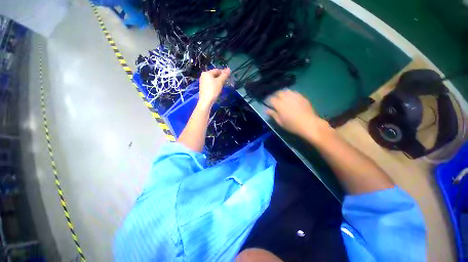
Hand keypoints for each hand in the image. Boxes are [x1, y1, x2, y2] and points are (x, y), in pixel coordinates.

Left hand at [198, 68, 230, 107]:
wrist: (206, 101)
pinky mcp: (203, 88)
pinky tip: (217, 90)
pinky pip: (210, 84)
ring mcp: (202, 82)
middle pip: (214, 75)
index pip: (217, 70)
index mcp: (207, 73)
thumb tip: (229, 69)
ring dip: (218, 82)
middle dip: (220, 78)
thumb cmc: (213, 90)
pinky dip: (214, 85)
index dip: (223, 73)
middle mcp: (203, 76)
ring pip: (212, 80)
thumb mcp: (220, 82)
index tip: (228, 77)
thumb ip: (224, 75)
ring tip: (222, 86)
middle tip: (226, 82)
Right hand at [266, 89, 327, 136]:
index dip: (268, 100)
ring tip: (283, 98)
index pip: (271, 99)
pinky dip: (290, 94)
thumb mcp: (280, 122)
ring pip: (286, 91)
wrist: (309, 124)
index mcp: (279, 104)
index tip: (268, 103)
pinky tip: (291, 98)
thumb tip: (266, 110)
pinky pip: (294, 92)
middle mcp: (286, 98)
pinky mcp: (302, 97)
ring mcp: (295, 96)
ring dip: (283, 93)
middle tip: (275, 100)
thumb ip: (273, 114)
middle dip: (275, 95)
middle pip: (278, 93)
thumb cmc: (292, 125)